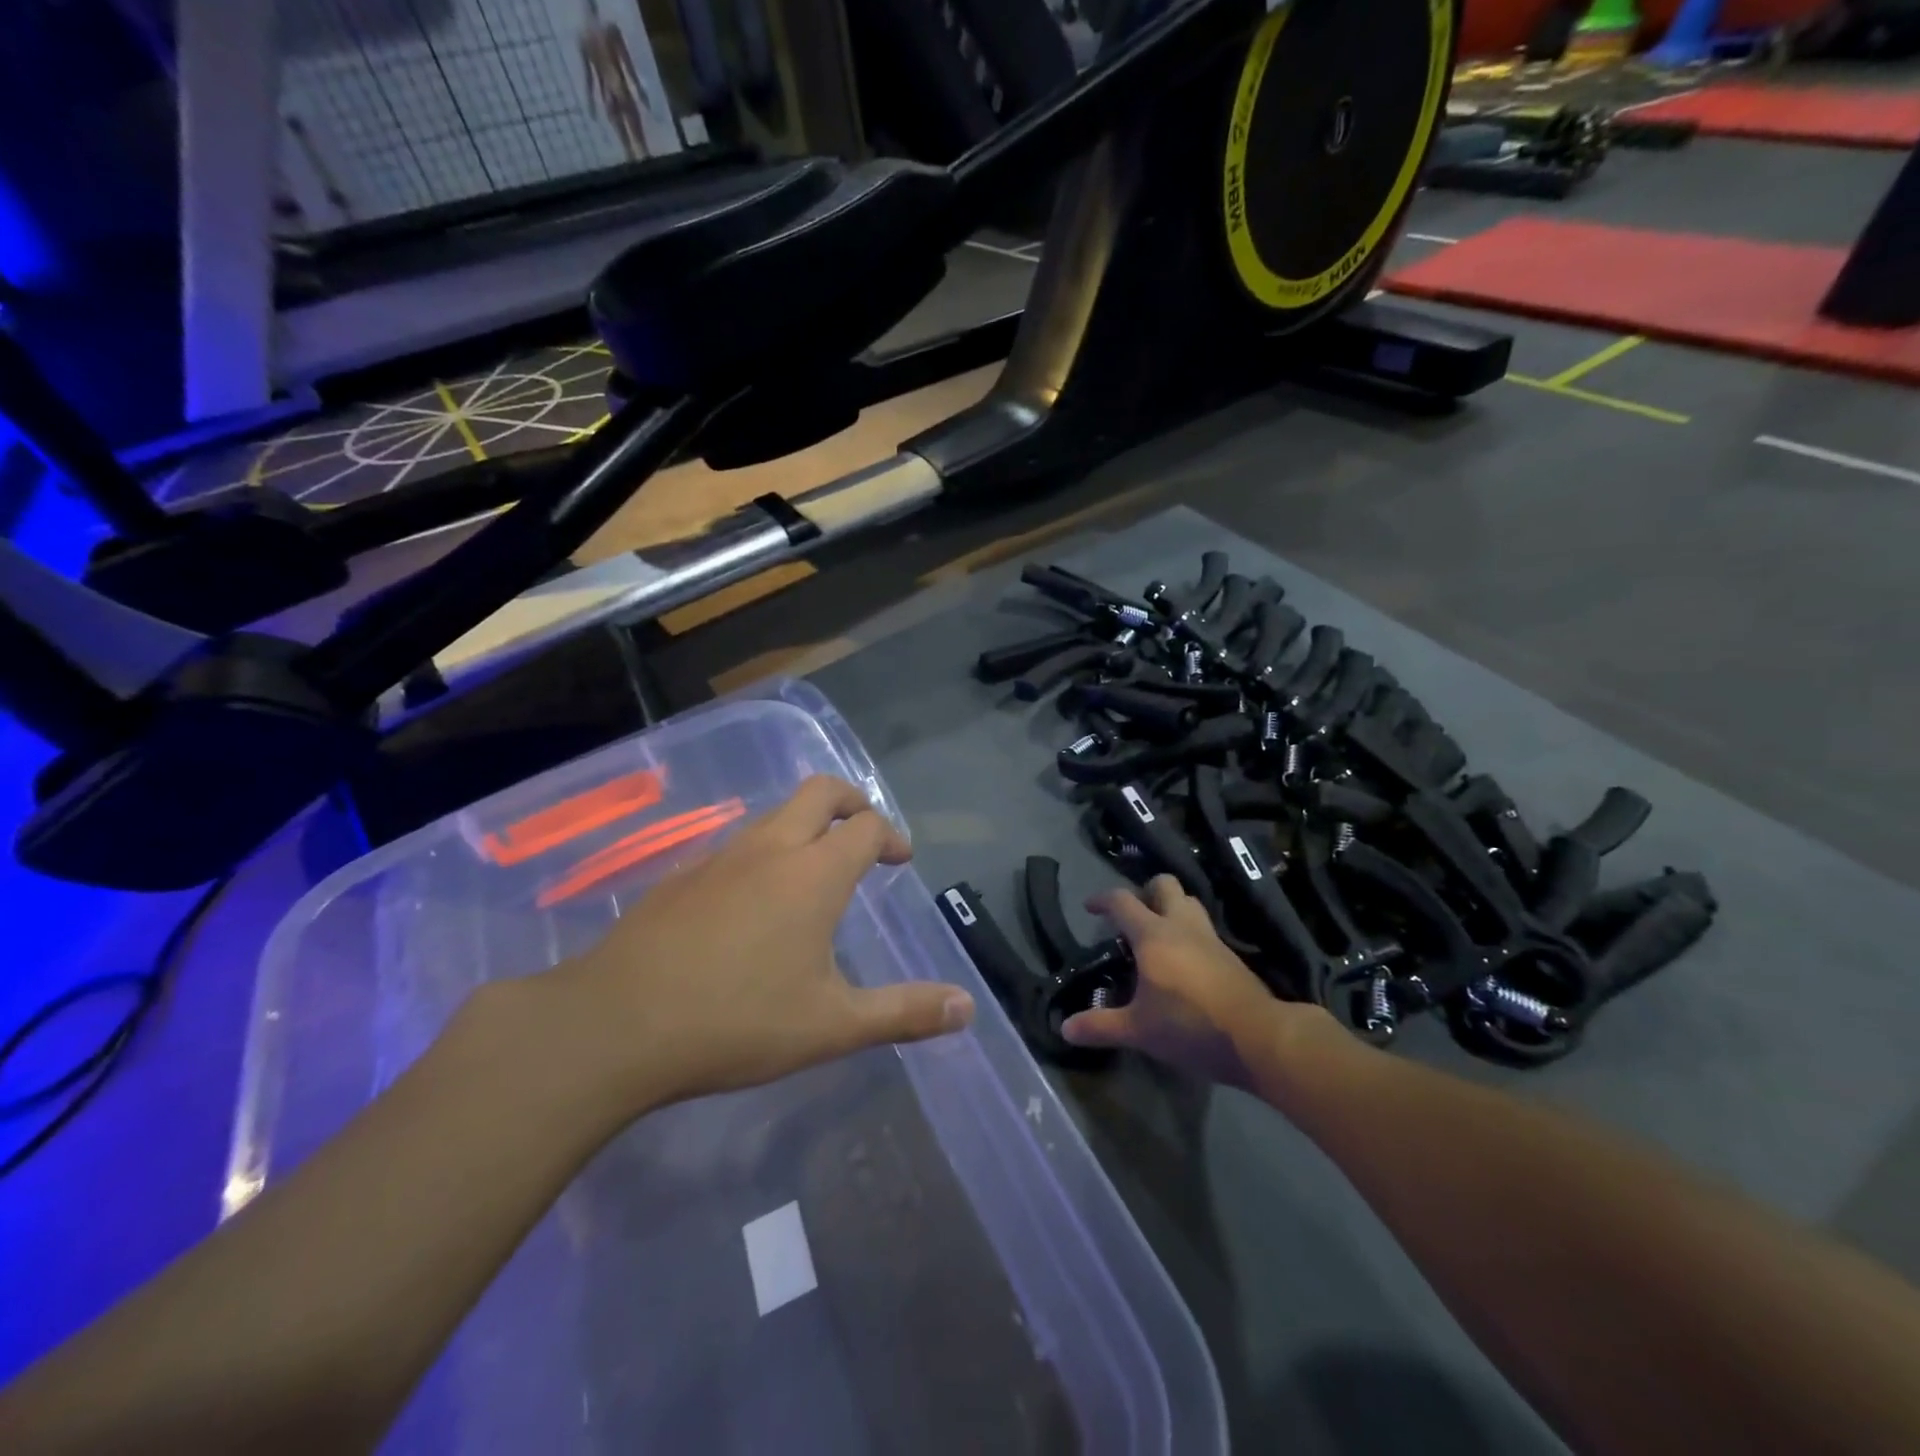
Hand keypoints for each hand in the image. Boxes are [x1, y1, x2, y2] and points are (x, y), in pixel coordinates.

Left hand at [534, 776, 974, 1118]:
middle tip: (865, 835)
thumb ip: (904, 1012)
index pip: (867, 826)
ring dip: (805, 826)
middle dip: (852, 801)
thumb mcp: (833, 1025)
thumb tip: (968, 1008)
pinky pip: (737, 844)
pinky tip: (754, 903)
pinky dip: (764, 852)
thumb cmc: (738, 1021)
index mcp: (814, 873)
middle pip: (820, 792)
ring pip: (775, 815)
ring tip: (815, 872)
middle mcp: (770, 848)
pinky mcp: (682, 875)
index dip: (891, 835)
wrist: (616, 1024)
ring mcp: (720, 857)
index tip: (901, 859)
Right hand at [1060, 875, 1338, 1090]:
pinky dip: (1189, 933)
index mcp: (1153, 935)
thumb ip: (1100, 1025)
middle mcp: (1181, 925)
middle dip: (1145, 892)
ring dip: (1171, 908)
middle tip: (1132, 918)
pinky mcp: (1230, 955)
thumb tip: (1065, 1028)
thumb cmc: (1190, 1025)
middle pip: (1164, 885)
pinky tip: (1183, 961)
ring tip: (1157, 935)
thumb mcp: (1138, 1030)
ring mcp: (1210, 937)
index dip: (1102, 899)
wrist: (1258, 1037)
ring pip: (1189, 902)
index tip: (1090, 908)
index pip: (1122, 901)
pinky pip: (1204, 929)